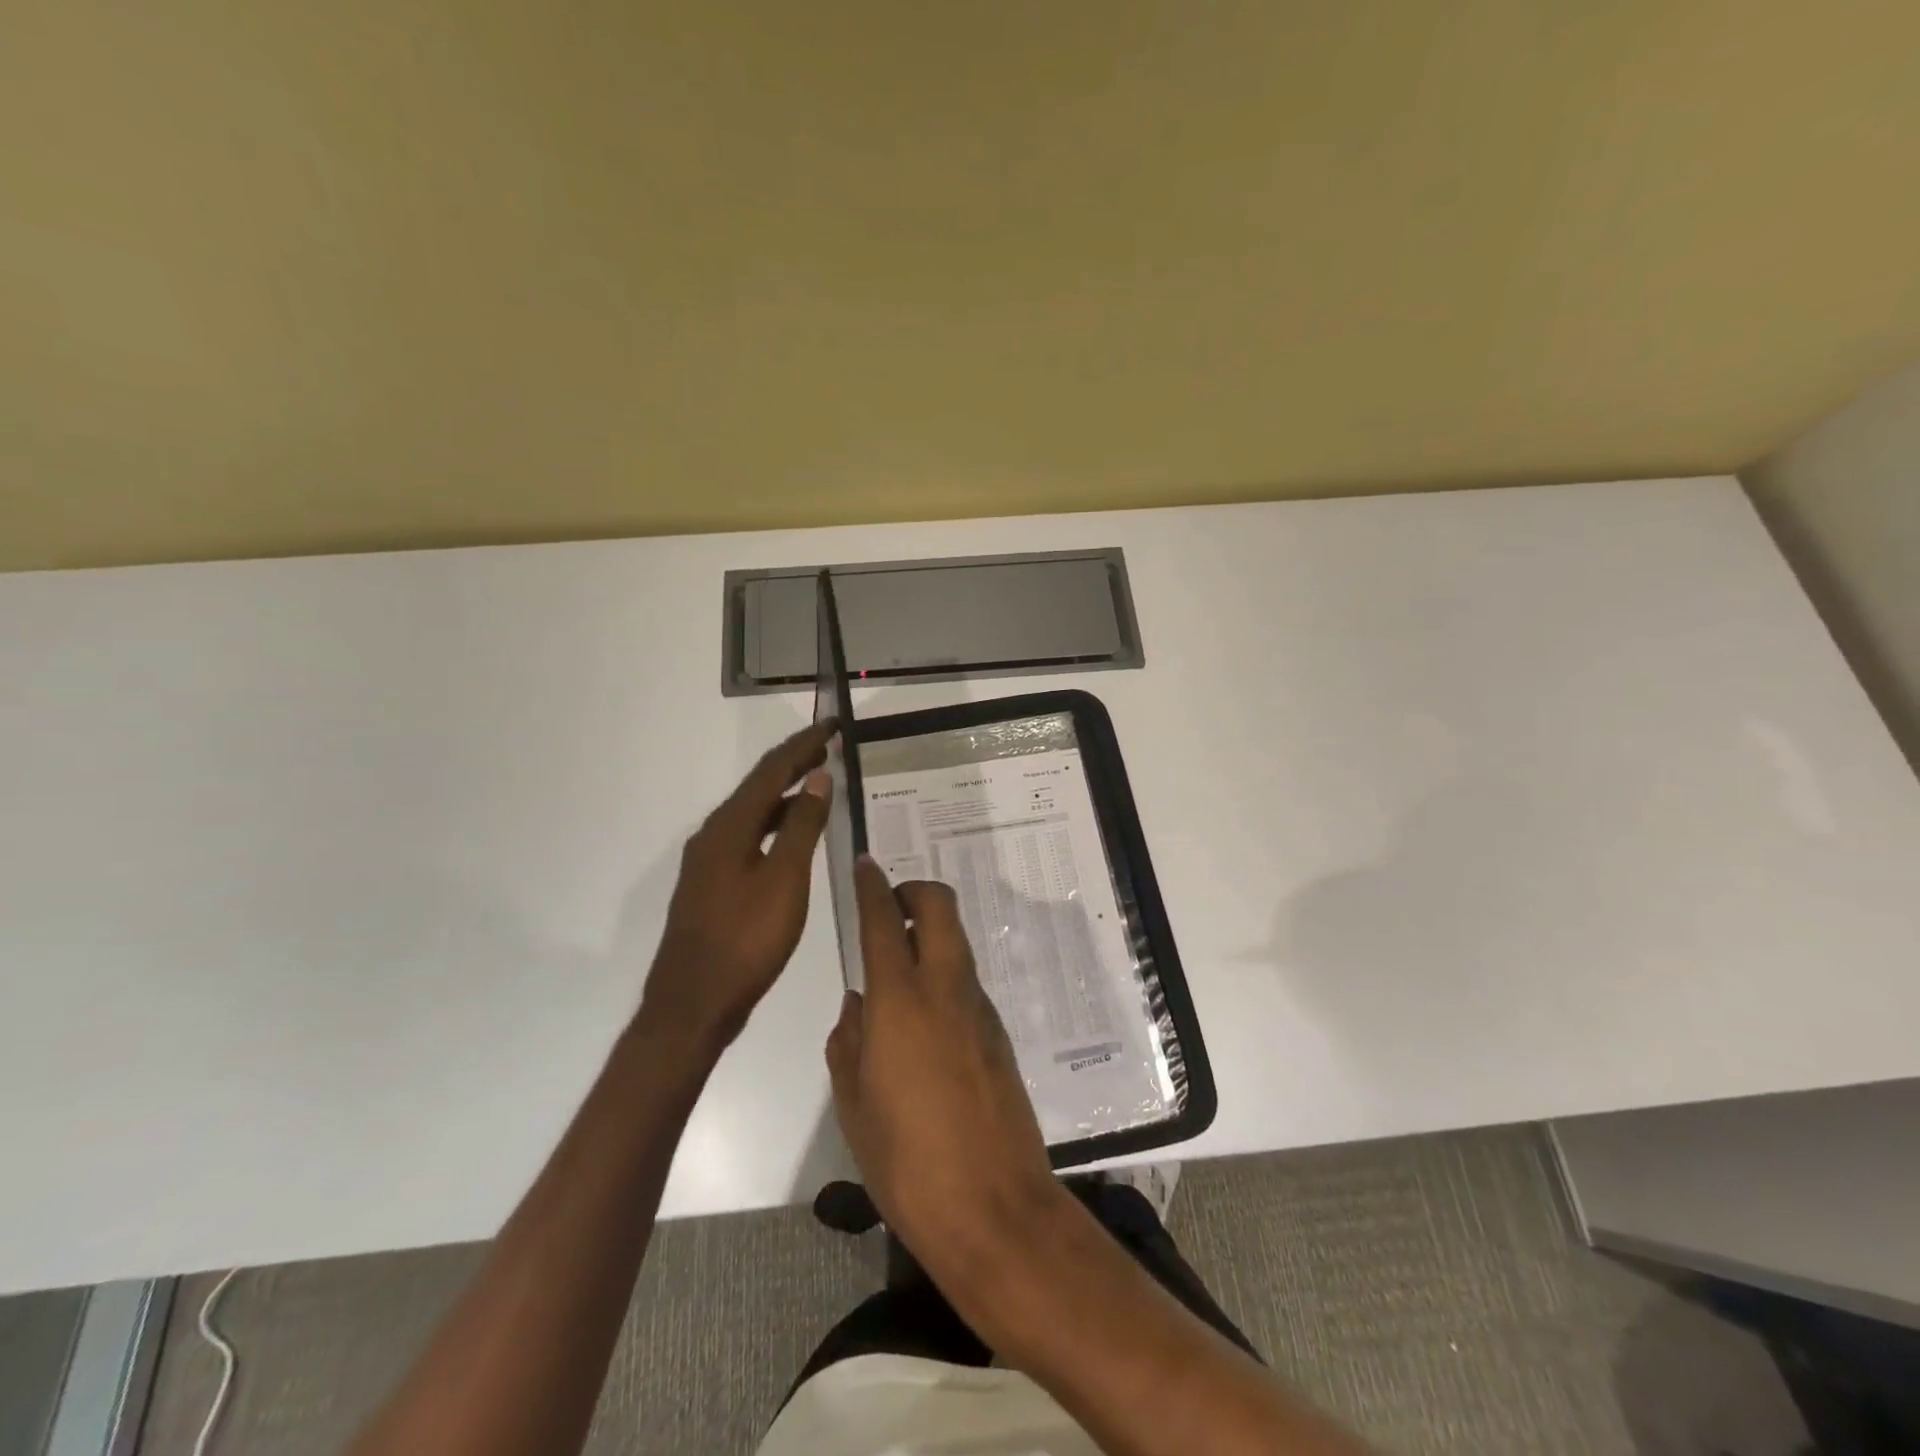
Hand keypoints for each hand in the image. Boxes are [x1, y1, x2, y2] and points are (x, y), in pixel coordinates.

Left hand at [642, 720, 835, 1051]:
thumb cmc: (746, 939)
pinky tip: (792, 835)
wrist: (694, 1004)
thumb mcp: (784, 880)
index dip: (803, 746)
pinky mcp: (712, 885)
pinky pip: (748, 837)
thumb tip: (817, 778)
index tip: (832, 725)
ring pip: (752, 813)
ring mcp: (709, 861)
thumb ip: (802, 826)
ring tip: (818, 783)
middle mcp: (713, 835)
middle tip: (829, 747)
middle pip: (758, 787)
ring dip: (785, 794)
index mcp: (729, 827)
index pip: (771, 771)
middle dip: (793, 764)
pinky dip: (775, 824)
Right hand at [825, 856, 1063, 1284]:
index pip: (885, 919)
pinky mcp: (998, 1033)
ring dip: (931, 933)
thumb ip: (849, 1042)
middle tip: (889, 909)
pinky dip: (944, 973)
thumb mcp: (854, 1103)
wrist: (993, 1208)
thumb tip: (858, 1005)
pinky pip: (966, 981)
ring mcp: (979, 1008)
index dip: (872, 885)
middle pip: (940, 906)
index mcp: (900, 1000)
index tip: (863, 864)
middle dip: (914, 891)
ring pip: (956, 942)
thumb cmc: (905, 1161)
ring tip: (899, 966)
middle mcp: (945, 988)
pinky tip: (924, 1018)